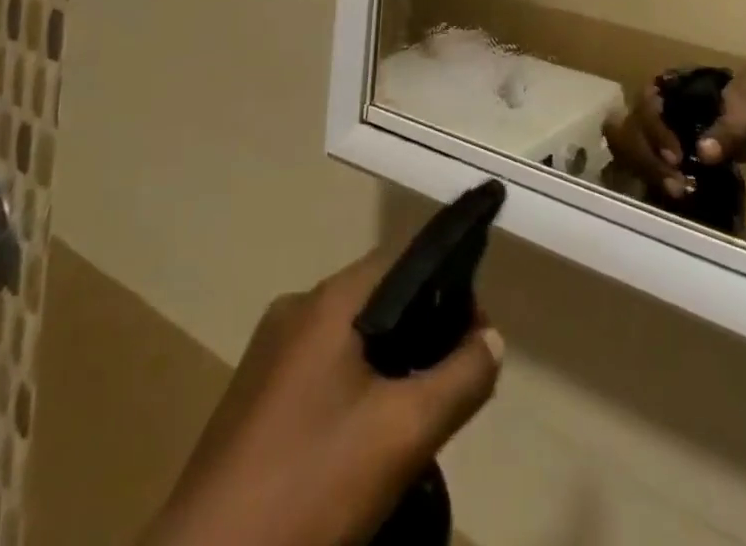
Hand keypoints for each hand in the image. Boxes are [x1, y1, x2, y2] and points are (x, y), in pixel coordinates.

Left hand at [142, 250, 502, 545]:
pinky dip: (357, 388)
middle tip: (454, 382)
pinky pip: (322, 371)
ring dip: (392, 364)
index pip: (403, 260)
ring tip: (418, 415)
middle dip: (424, 331)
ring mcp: (268, 355)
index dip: (449, 287)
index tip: (477, 334)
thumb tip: (491, 338)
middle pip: (379, 299)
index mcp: (327, 301)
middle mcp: (295, 310)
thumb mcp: (402, 435)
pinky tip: (367, 440)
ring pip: (351, 340)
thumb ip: (459, 380)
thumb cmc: (309, 485)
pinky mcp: (253, 398)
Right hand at [603, 58, 745, 197]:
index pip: (646, 106)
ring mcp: (661, 130)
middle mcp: (657, 107)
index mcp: (670, 87)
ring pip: (635, 147)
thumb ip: (726, 132)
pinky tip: (676, 192)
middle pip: (632, 129)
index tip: (676, 158)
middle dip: (647, 158)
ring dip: (649, 170)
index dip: (655, 131)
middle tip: (675, 184)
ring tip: (677, 191)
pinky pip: (650, 163)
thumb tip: (704, 153)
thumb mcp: (745, 114)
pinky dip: (657, 177)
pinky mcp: (669, 151)